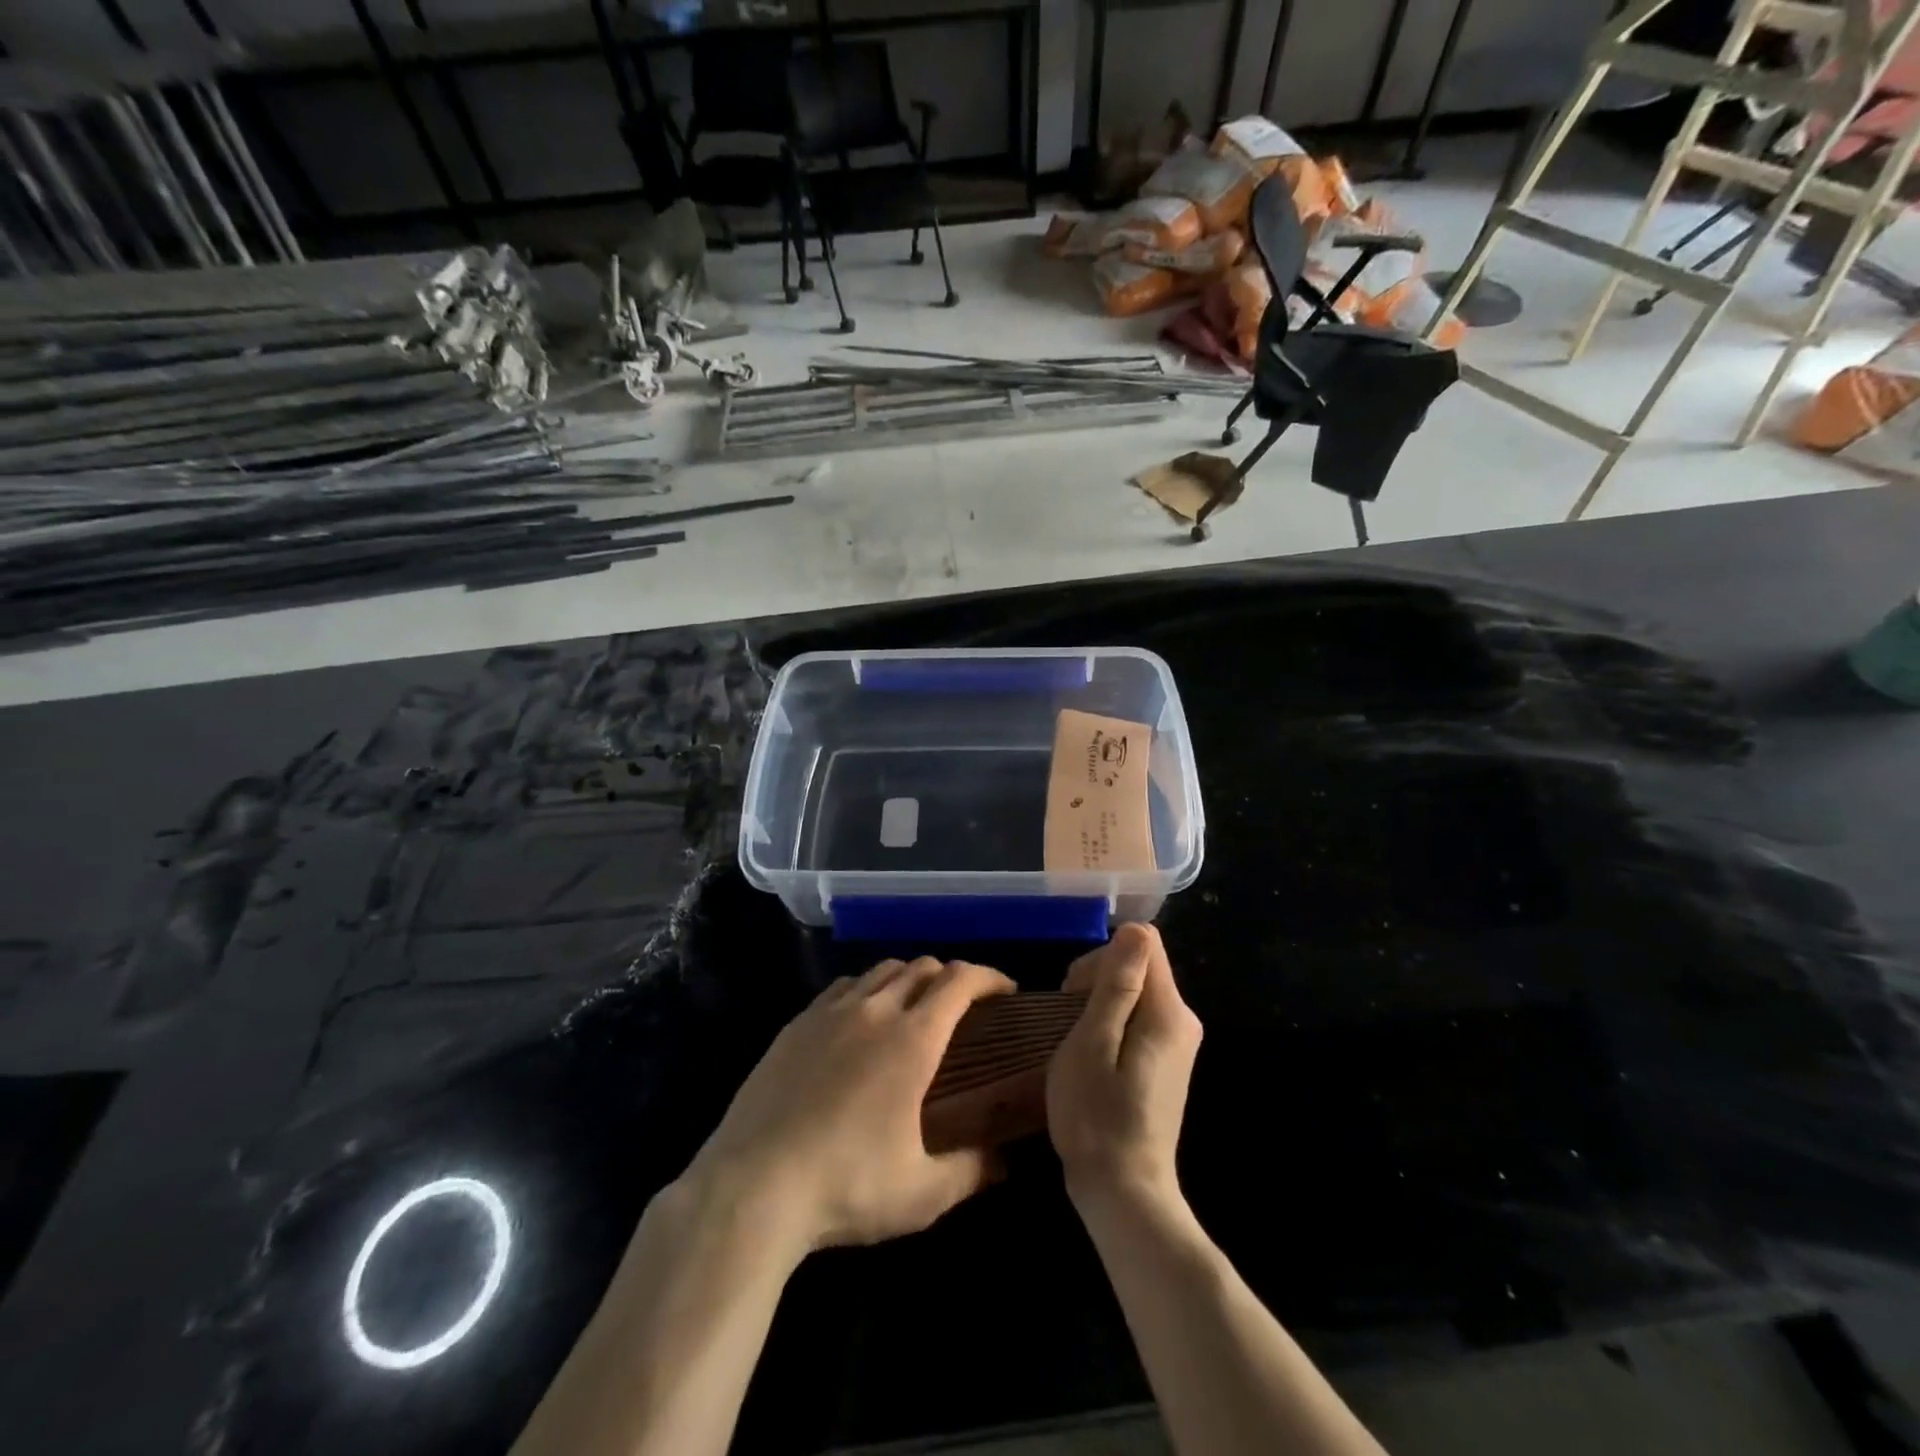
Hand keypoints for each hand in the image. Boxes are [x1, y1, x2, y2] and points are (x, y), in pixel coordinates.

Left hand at [681, 957, 1013, 1260]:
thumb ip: (971, 1171)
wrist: (752, 1187)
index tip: (1006, 991)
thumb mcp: (922, 1194)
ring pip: (881, 971)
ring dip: (909, 979)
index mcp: (912, 1039)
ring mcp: (830, 1012)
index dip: (989, 977)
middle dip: (951, 977)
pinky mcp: (796, 1024)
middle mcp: (875, 1010)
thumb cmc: (847, 1186)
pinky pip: (843, 987)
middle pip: (922, 967)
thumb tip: (1003, 1161)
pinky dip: (867, 991)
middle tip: (963, 1007)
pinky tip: (861, 1021)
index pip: (960, 980)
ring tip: (914, 1009)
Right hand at [1046, 924, 1202, 1212]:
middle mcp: (1183, 1019)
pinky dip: (1112, 1026)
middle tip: (1068, 1026)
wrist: (1125, 1193)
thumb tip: (1134, 930)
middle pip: (1139, 965)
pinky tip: (1094, 1060)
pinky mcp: (1167, 1061)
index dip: (1101, 958)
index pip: (1142, 943)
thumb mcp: (1093, 1043)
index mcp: (1168, 1011)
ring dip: (1101, 1005)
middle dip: (1098, 981)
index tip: (1073, 996)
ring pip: (1136, 992)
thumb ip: (1117, 985)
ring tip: (1078, 1046)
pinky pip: (1139, 1018)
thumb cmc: (1097, 1117)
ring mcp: (1178, 1042)